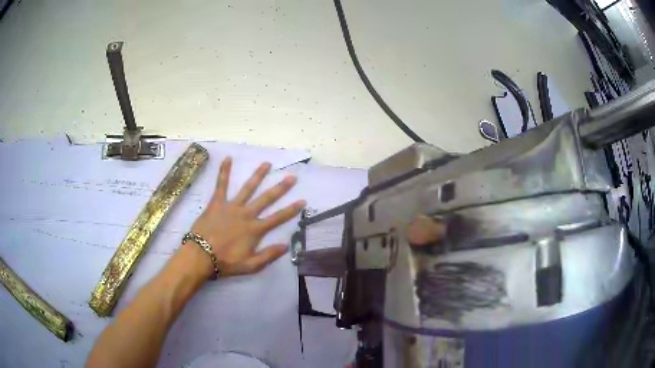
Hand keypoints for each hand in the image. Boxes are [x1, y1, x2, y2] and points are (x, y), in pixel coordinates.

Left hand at [188, 157, 305, 277]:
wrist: (201, 256)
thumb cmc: (226, 262)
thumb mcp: (250, 266)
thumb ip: (268, 255)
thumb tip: (286, 246)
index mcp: (255, 230)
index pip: (277, 218)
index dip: (291, 210)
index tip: (302, 200)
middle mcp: (246, 214)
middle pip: (266, 199)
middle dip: (280, 188)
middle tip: (292, 177)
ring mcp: (231, 206)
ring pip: (248, 188)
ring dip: (258, 175)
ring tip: (267, 163)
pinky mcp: (217, 202)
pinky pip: (221, 184)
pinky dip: (224, 171)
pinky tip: (228, 158)